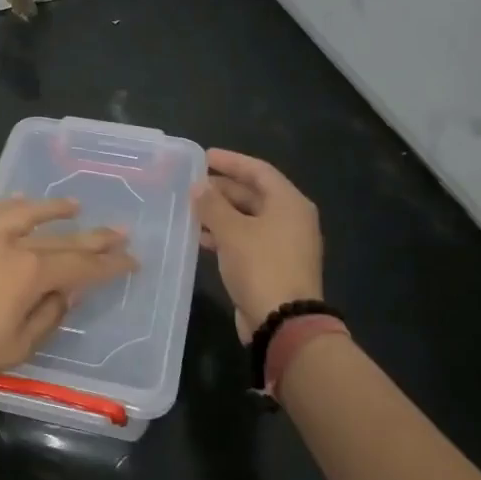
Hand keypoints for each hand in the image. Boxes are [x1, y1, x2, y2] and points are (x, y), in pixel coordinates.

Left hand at [0, 197, 136, 384]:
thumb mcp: (17, 346)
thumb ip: (48, 316)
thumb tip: (66, 294)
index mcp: (31, 273)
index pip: (81, 265)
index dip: (109, 264)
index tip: (131, 261)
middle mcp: (12, 244)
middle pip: (61, 237)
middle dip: (94, 236)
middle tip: (120, 231)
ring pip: (26, 213)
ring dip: (53, 208)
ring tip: (76, 205)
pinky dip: (9, 204)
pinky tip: (19, 200)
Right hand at [192, 148, 323, 341]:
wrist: (283, 322)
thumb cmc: (261, 266)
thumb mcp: (232, 231)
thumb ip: (213, 205)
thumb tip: (198, 186)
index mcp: (289, 203)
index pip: (258, 170)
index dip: (231, 161)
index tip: (204, 157)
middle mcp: (290, 219)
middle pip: (254, 194)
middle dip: (222, 188)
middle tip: (192, 184)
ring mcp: (283, 244)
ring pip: (248, 218)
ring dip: (220, 213)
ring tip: (190, 209)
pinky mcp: (272, 265)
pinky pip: (246, 240)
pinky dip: (225, 235)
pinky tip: (200, 238)